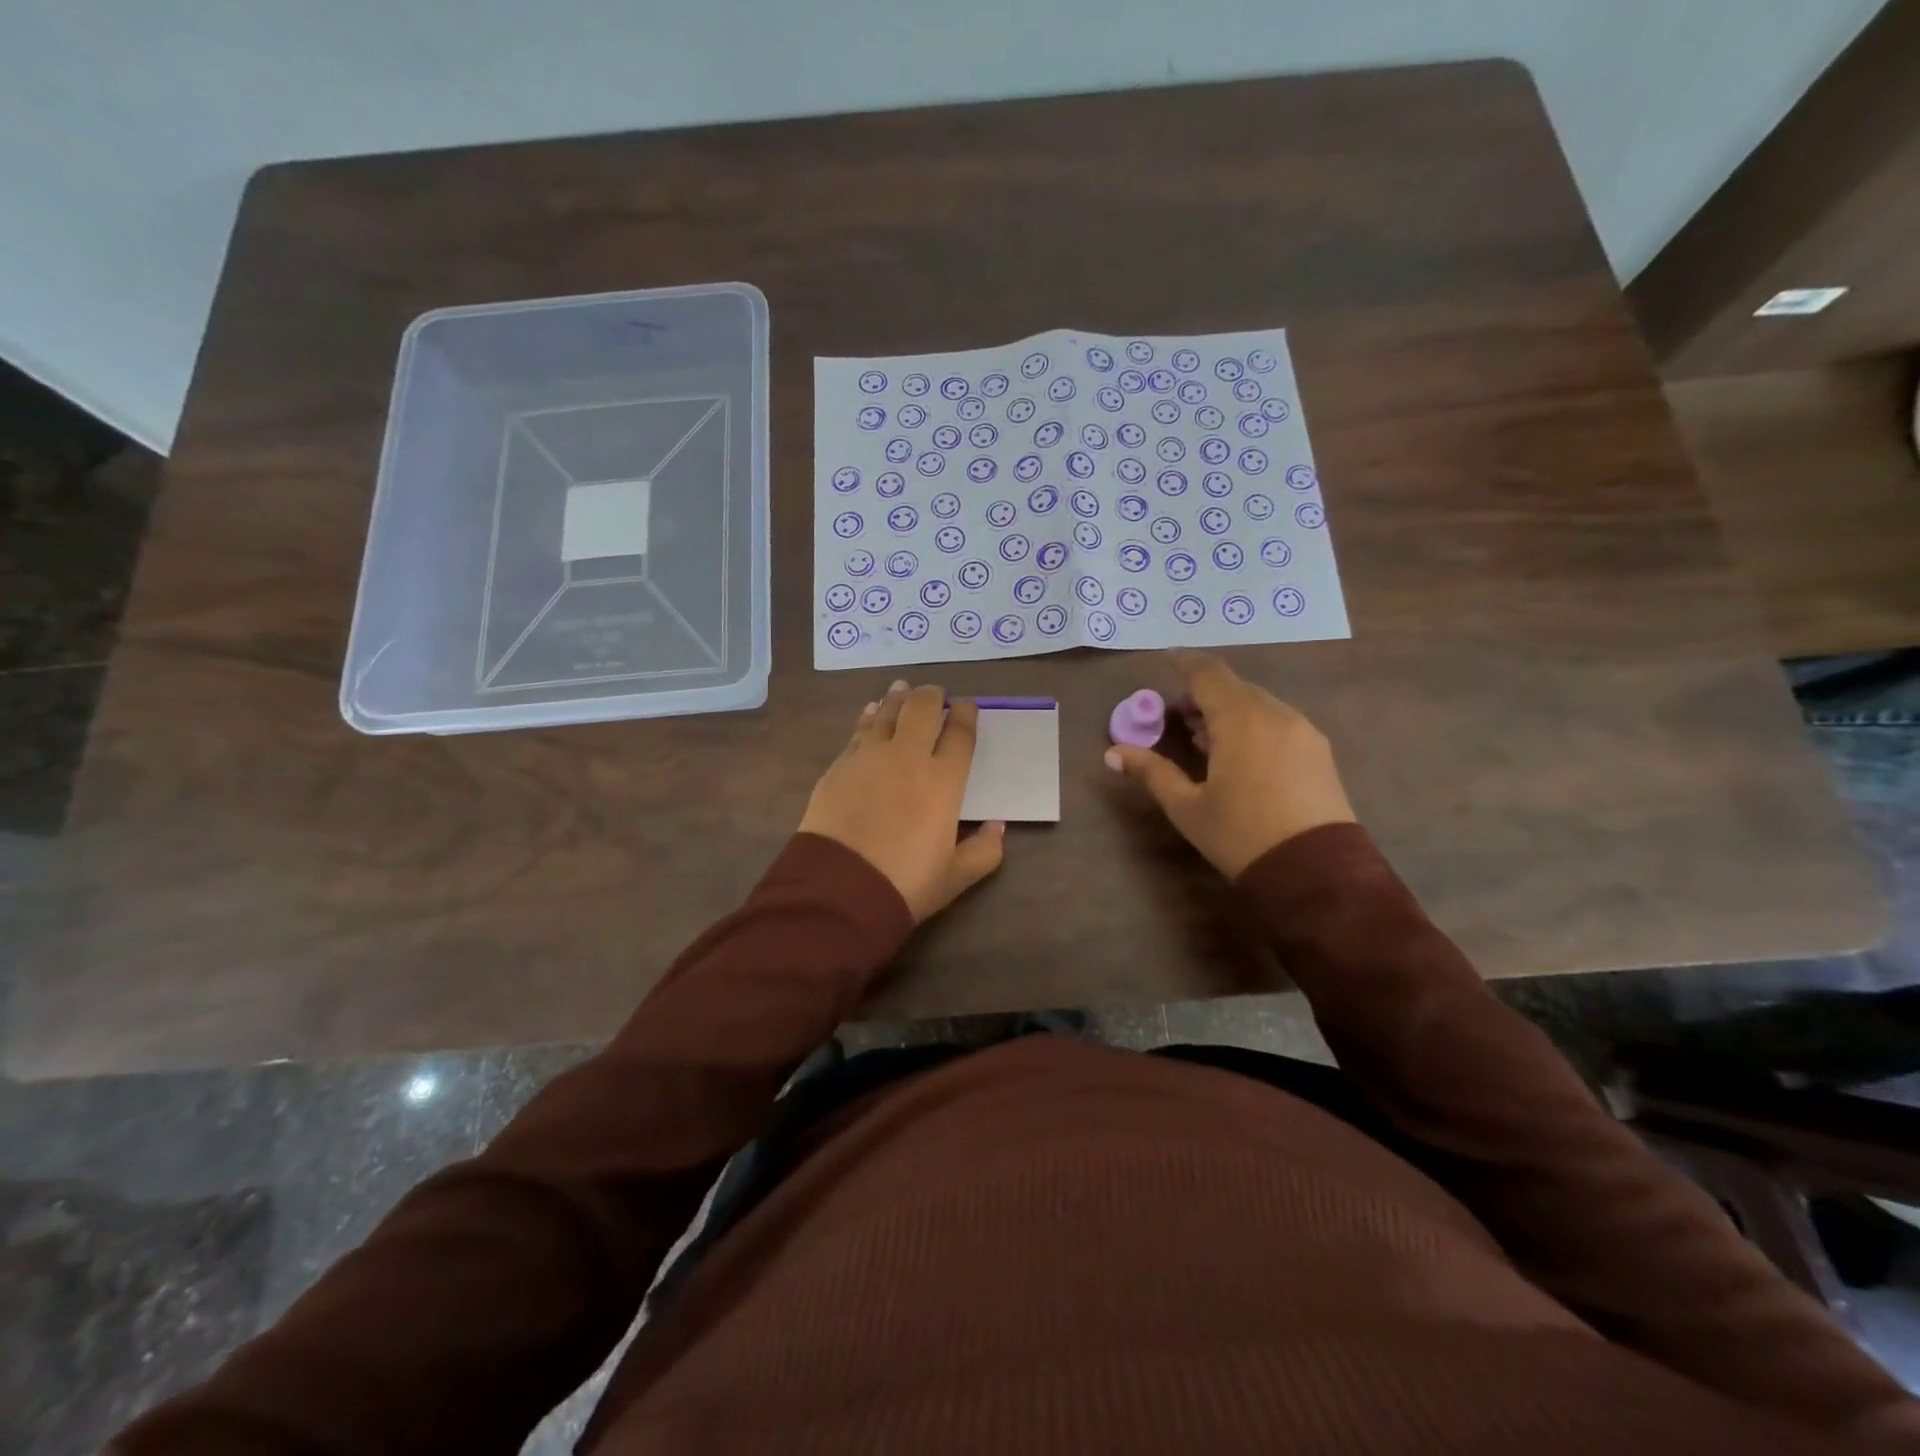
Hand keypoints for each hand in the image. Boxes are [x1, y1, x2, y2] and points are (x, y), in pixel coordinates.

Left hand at [799, 681, 1005, 920]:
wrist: (839, 890)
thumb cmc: (905, 883)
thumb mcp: (955, 877)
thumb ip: (983, 851)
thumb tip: (998, 827)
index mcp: (943, 781)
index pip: (959, 734)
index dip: (965, 714)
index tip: (967, 706)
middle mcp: (908, 757)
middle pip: (921, 710)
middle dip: (931, 695)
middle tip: (934, 693)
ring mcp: (869, 758)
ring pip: (887, 713)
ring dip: (898, 699)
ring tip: (902, 689)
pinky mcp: (839, 766)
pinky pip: (859, 731)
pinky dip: (869, 718)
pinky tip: (871, 712)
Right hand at [1105, 651, 1354, 878]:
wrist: (1317, 874)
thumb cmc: (1241, 836)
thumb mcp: (1187, 807)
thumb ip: (1151, 772)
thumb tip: (1113, 753)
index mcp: (1241, 720)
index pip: (1208, 673)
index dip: (1184, 662)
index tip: (1165, 659)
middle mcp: (1275, 714)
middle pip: (1234, 687)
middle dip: (1203, 693)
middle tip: (1178, 716)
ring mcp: (1303, 731)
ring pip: (1258, 703)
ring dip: (1228, 710)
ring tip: (1205, 739)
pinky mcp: (1319, 751)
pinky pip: (1278, 721)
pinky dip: (1252, 723)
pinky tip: (1240, 754)